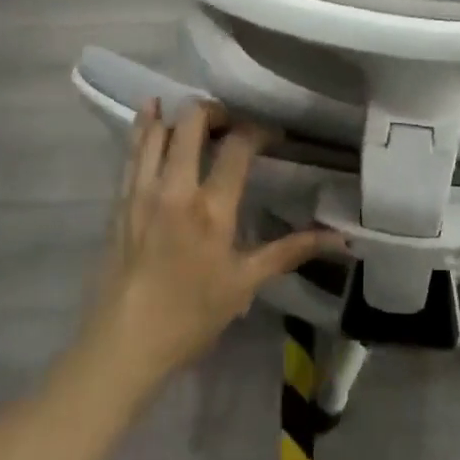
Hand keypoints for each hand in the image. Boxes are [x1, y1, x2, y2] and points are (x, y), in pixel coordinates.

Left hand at [80, 99, 341, 391]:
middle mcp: (175, 189)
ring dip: (178, 114)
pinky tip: (152, 114)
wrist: (122, 347)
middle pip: (192, 122)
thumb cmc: (190, 316)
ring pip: (157, 130)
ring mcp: (142, 192)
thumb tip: (340, 238)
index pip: (239, 146)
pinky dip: (143, 128)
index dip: (259, 130)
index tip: (273, 136)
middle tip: (231, 123)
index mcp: (211, 208)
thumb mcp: (245, 284)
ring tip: (196, 114)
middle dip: (216, 111)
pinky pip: (131, 151)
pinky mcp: (119, 201)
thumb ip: (290, 251)